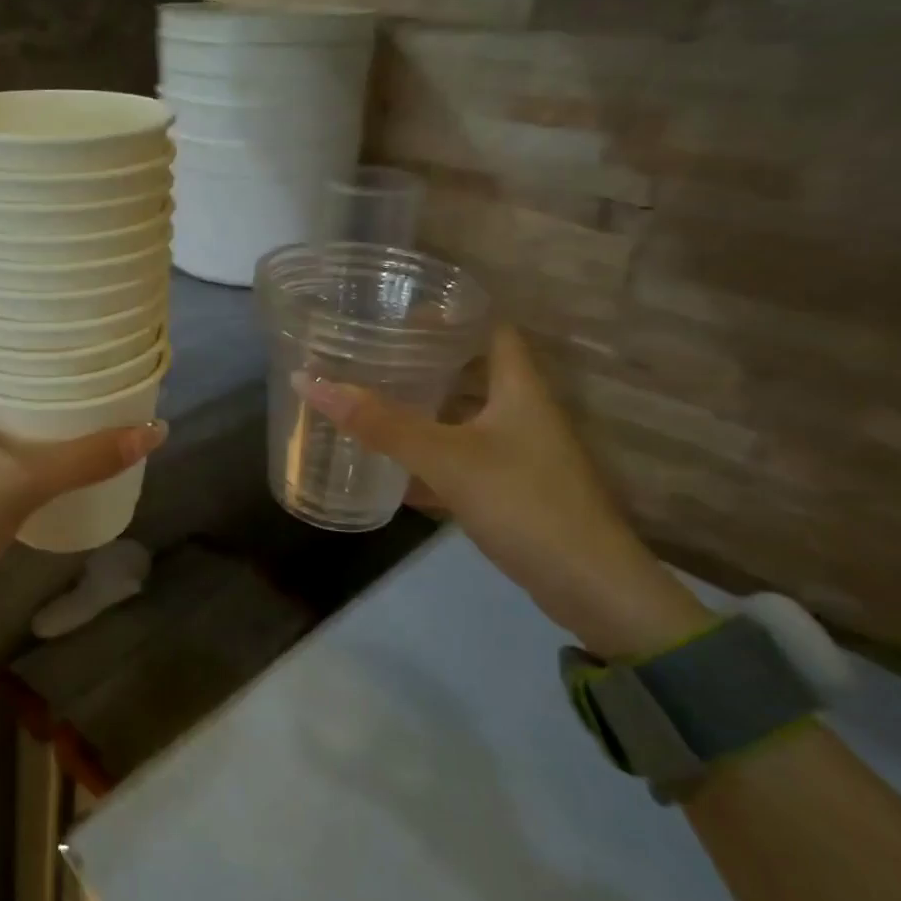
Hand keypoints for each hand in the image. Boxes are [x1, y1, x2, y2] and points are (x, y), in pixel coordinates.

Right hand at [294, 325, 707, 657]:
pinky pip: (461, 459)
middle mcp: (522, 412)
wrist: (590, 588)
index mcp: (519, 387)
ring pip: (464, 417)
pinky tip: (392, 468)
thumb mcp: (446, 458)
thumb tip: (309, 382)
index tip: (398, 312)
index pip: (489, 328)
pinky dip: (429, 458)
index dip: (450, 313)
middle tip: (372, 355)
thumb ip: (381, 423)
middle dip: (425, 362)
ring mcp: (519, 453)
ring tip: (372, 401)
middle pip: (472, 371)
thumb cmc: (524, 504)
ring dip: (424, 410)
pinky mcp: (512, 490)